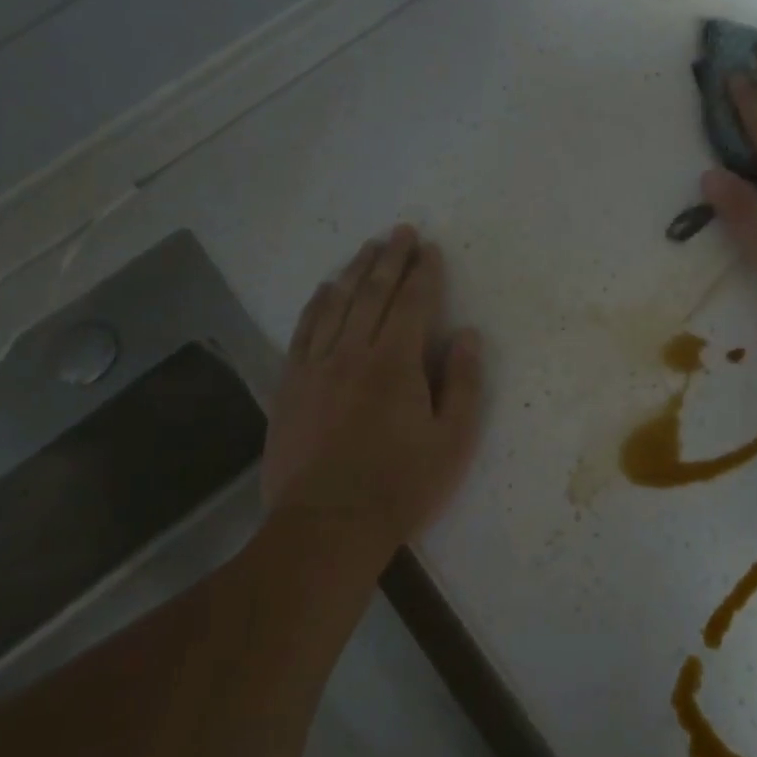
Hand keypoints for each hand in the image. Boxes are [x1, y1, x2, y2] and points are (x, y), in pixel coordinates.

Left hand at [265, 226, 483, 549]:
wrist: (326, 526)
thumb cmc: (400, 487)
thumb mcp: (452, 442)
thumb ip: (463, 384)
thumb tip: (466, 336)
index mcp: (395, 364)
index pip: (412, 303)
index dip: (424, 273)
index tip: (430, 249)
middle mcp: (352, 353)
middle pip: (372, 292)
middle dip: (389, 258)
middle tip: (400, 231)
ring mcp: (315, 366)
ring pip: (336, 303)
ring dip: (354, 271)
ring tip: (367, 247)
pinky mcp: (290, 384)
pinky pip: (304, 330)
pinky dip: (316, 303)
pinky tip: (325, 288)